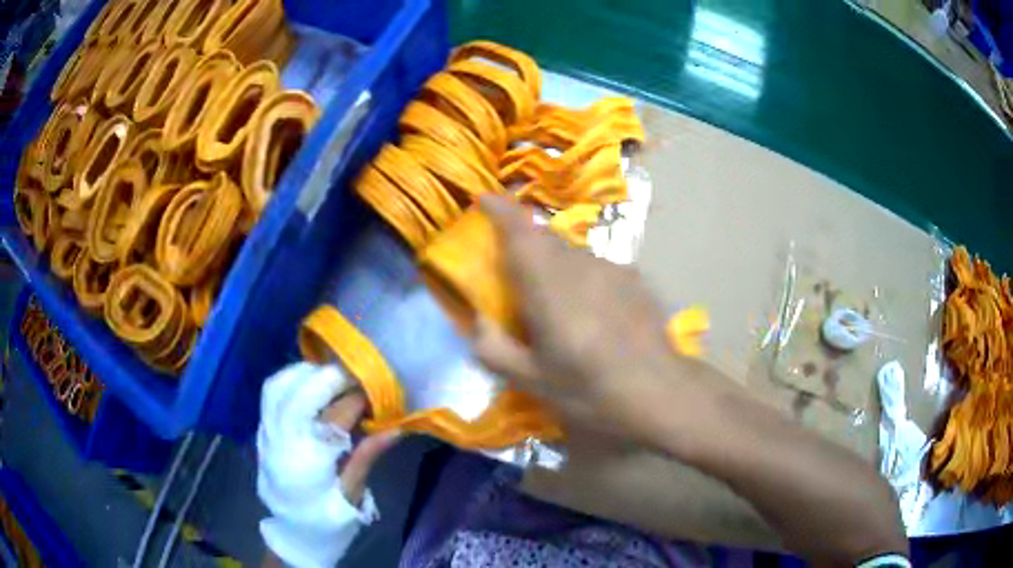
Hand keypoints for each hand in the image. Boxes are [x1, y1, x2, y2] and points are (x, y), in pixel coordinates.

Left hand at [257, 362, 398, 567]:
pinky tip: (309, 382)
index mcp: (305, 466)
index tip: (376, 391)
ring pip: (278, 387)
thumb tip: (398, 426)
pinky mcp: (262, 431)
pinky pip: (270, 393)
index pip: (330, 420)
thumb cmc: (327, 518)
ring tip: (332, 376)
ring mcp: (266, 435)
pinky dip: (291, 379)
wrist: (293, 532)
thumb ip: (368, 456)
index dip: (354, 400)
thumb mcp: (352, 495)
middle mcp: (280, 444)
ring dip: (306, 373)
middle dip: (329, 378)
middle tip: (356, 375)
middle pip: (298, 395)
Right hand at [471, 195, 721, 444]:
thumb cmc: (591, 390)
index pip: (519, 231)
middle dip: (524, 240)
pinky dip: (583, 276)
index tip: (484, 200)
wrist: (661, 392)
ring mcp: (612, 269)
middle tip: (513, 267)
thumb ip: (493, 349)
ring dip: (555, 262)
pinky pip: (597, 267)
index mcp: (548, 285)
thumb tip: (480, 321)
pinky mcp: (635, 279)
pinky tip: (592, 311)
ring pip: (573, 252)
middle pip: (545, 238)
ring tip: (555, 298)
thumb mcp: (532, 382)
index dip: (499, 209)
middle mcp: (580, 265)